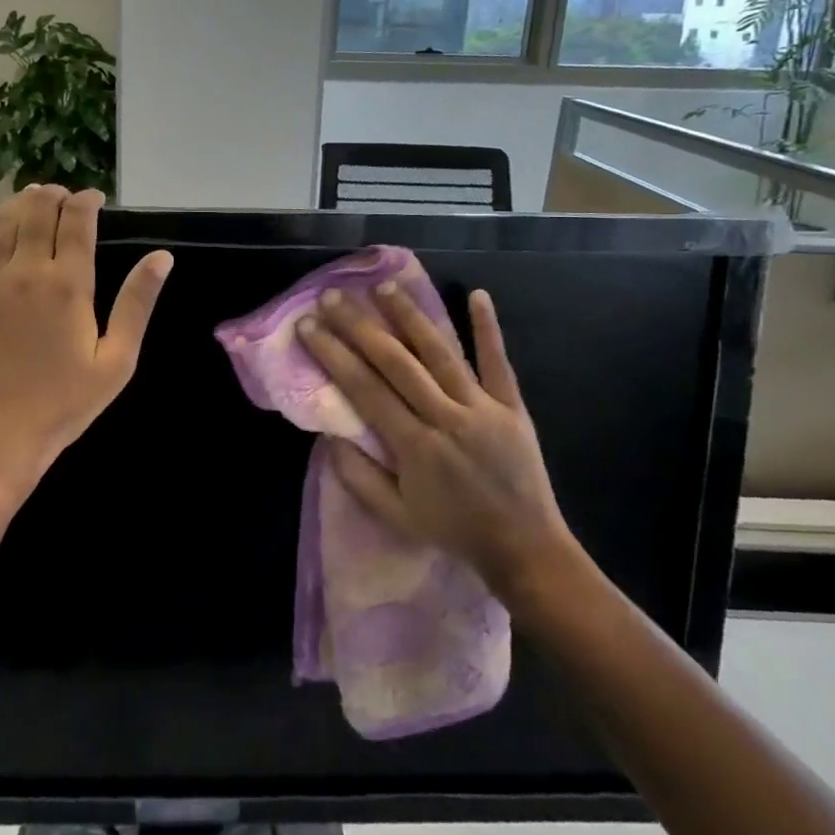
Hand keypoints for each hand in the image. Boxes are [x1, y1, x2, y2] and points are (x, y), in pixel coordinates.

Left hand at [0, 185, 171, 507]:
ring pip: (2, 221)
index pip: (77, 222)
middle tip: (65, 195)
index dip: (87, 201)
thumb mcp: (116, 361)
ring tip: (33, 195)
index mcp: (68, 285)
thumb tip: (162, 257)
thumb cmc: (63, 405)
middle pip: (37, 211)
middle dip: (54, 195)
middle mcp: (26, 271)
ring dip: (20, 201)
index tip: (96, 198)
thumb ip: (136, 304)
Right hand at [296, 280, 576, 603]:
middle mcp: (446, 418)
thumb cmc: (453, 531)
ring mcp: (482, 408)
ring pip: (440, 353)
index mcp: (414, 446)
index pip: (364, 388)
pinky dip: (488, 328)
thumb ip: (358, 476)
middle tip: (333, 296)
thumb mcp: (395, 515)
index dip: (333, 354)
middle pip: (396, 362)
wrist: (525, 548)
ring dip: (410, 316)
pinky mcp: (512, 406)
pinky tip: (477, 294)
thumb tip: (329, 434)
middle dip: (360, 326)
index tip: (309, 325)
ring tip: (384, 286)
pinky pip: (498, 362)